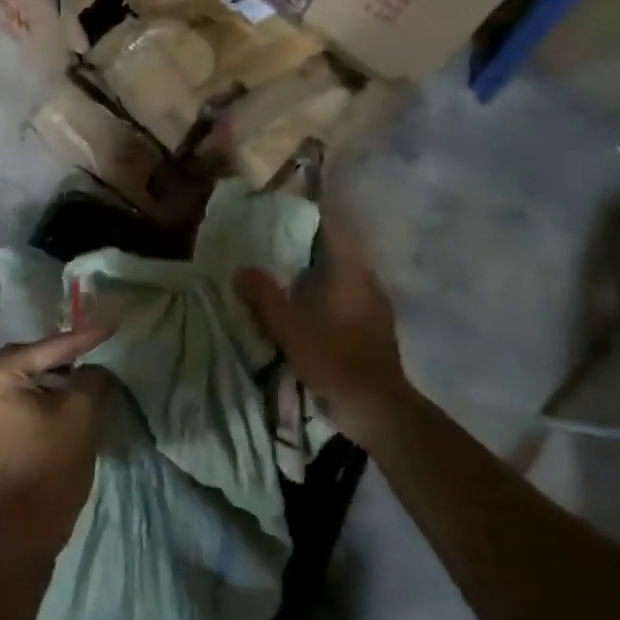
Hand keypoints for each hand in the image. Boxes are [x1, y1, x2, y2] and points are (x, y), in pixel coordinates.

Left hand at [0, 326, 112, 561]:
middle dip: (61, 356)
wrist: (21, 533)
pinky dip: (34, 398)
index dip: (84, 337)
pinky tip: (56, 402)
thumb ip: (91, 380)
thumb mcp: (81, 415)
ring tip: (79, 377)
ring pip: (19, 381)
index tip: (109, 325)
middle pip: (28, 360)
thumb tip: (93, 370)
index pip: (49, 349)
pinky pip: (11, 402)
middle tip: (92, 350)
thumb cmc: (51, 466)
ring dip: (48, 378)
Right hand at [235, 213, 408, 426]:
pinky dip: (329, 295)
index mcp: (350, 274)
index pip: (334, 230)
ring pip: (345, 277)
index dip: (313, 216)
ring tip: (288, 276)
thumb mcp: (289, 328)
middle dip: (311, 246)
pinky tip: (310, 309)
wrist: (378, 408)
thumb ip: (264, 297)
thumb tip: (242, 269)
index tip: (287, 211)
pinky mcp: (376, 329)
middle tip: (277, 244)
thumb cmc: (334, 360)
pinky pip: (349, 298)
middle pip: (339, 252)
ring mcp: (376, 307)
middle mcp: (367, 282)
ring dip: (320, 273)